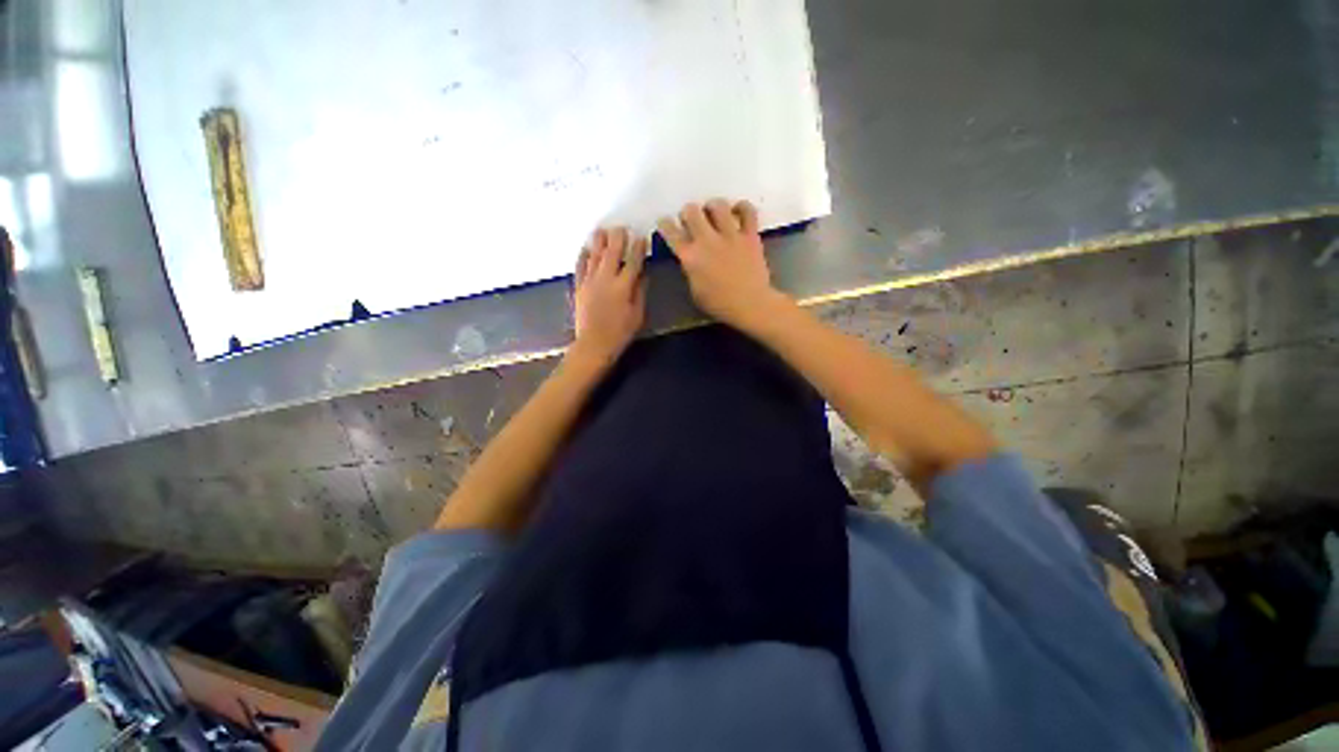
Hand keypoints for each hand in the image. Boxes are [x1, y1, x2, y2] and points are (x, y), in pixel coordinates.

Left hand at [571, 226, 646, 365]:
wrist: (593, 344)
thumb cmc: (620, 333)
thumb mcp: (637, 315)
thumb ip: (640, 292)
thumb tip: (642, 274)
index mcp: (623, 286)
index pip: (633, 261)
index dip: (638, 248)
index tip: (641, 237)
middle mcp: (605, 279)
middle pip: (612, 253)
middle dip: (617, 238)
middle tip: (621, 228)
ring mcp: (590, 281)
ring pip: (594, 256)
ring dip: (599, 242)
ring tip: (602, 230)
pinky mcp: (579, 287)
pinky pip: (580, 267)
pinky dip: (583, 256)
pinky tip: (585, 248)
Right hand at [657, 199, 783, 331]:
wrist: (750, 305)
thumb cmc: (719, 305)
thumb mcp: (695, 292)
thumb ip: (690, 271)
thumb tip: (690, 260)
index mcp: (690, 257)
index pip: (670, 232)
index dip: (664, 224)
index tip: (665, 222)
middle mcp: (707, 240)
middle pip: (691, 211)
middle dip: (687, 212)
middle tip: (691, 220)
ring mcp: (730, 235)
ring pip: (718, 205)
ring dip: (712, 206)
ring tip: (713, 212)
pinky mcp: (750, 235)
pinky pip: (748, 211)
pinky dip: (742, 207)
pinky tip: (737, 211)